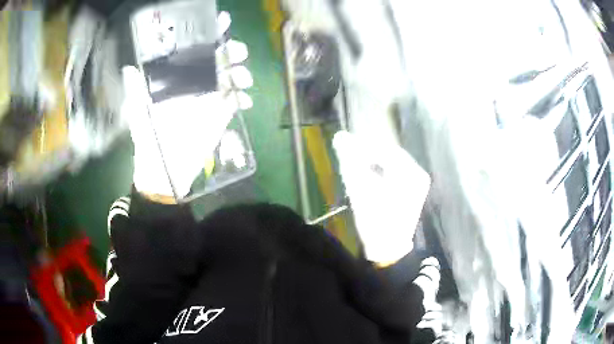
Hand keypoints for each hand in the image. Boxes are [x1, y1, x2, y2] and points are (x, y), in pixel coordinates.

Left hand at [122, 12, 252, 199]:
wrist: (165, 170)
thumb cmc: (149, 139)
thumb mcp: (139, 113)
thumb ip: (136, 90)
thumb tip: (129, 67)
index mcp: (177, 78)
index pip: (194, 50)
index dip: (208, 34)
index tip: (221, 21)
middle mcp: (195, 83)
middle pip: (218, 58)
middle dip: (231, 49)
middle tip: (236, 51)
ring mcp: (210, 98)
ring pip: (231, 76)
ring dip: (240, 72)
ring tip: (241, 79)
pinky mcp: (221, 114)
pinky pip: (237, 100)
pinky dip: (243, 98)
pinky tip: (244, 102)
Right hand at [333, 131, 430, 264]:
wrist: (388, 249)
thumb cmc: (376, 220)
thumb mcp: (361, 189)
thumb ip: (351, 161)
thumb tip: (341, 137)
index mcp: (410, 172)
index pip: (384, 149)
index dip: (363, 144)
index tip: (344, 142)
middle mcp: (417, 173)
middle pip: (389, 154)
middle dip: (368, 152)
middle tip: (348, 151)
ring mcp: (417, 183)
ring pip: (391, 163)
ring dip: (373, 161)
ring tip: (355, 161)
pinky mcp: (412, 191)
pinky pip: (394, 172)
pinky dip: (380, 170)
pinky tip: (368, 173)